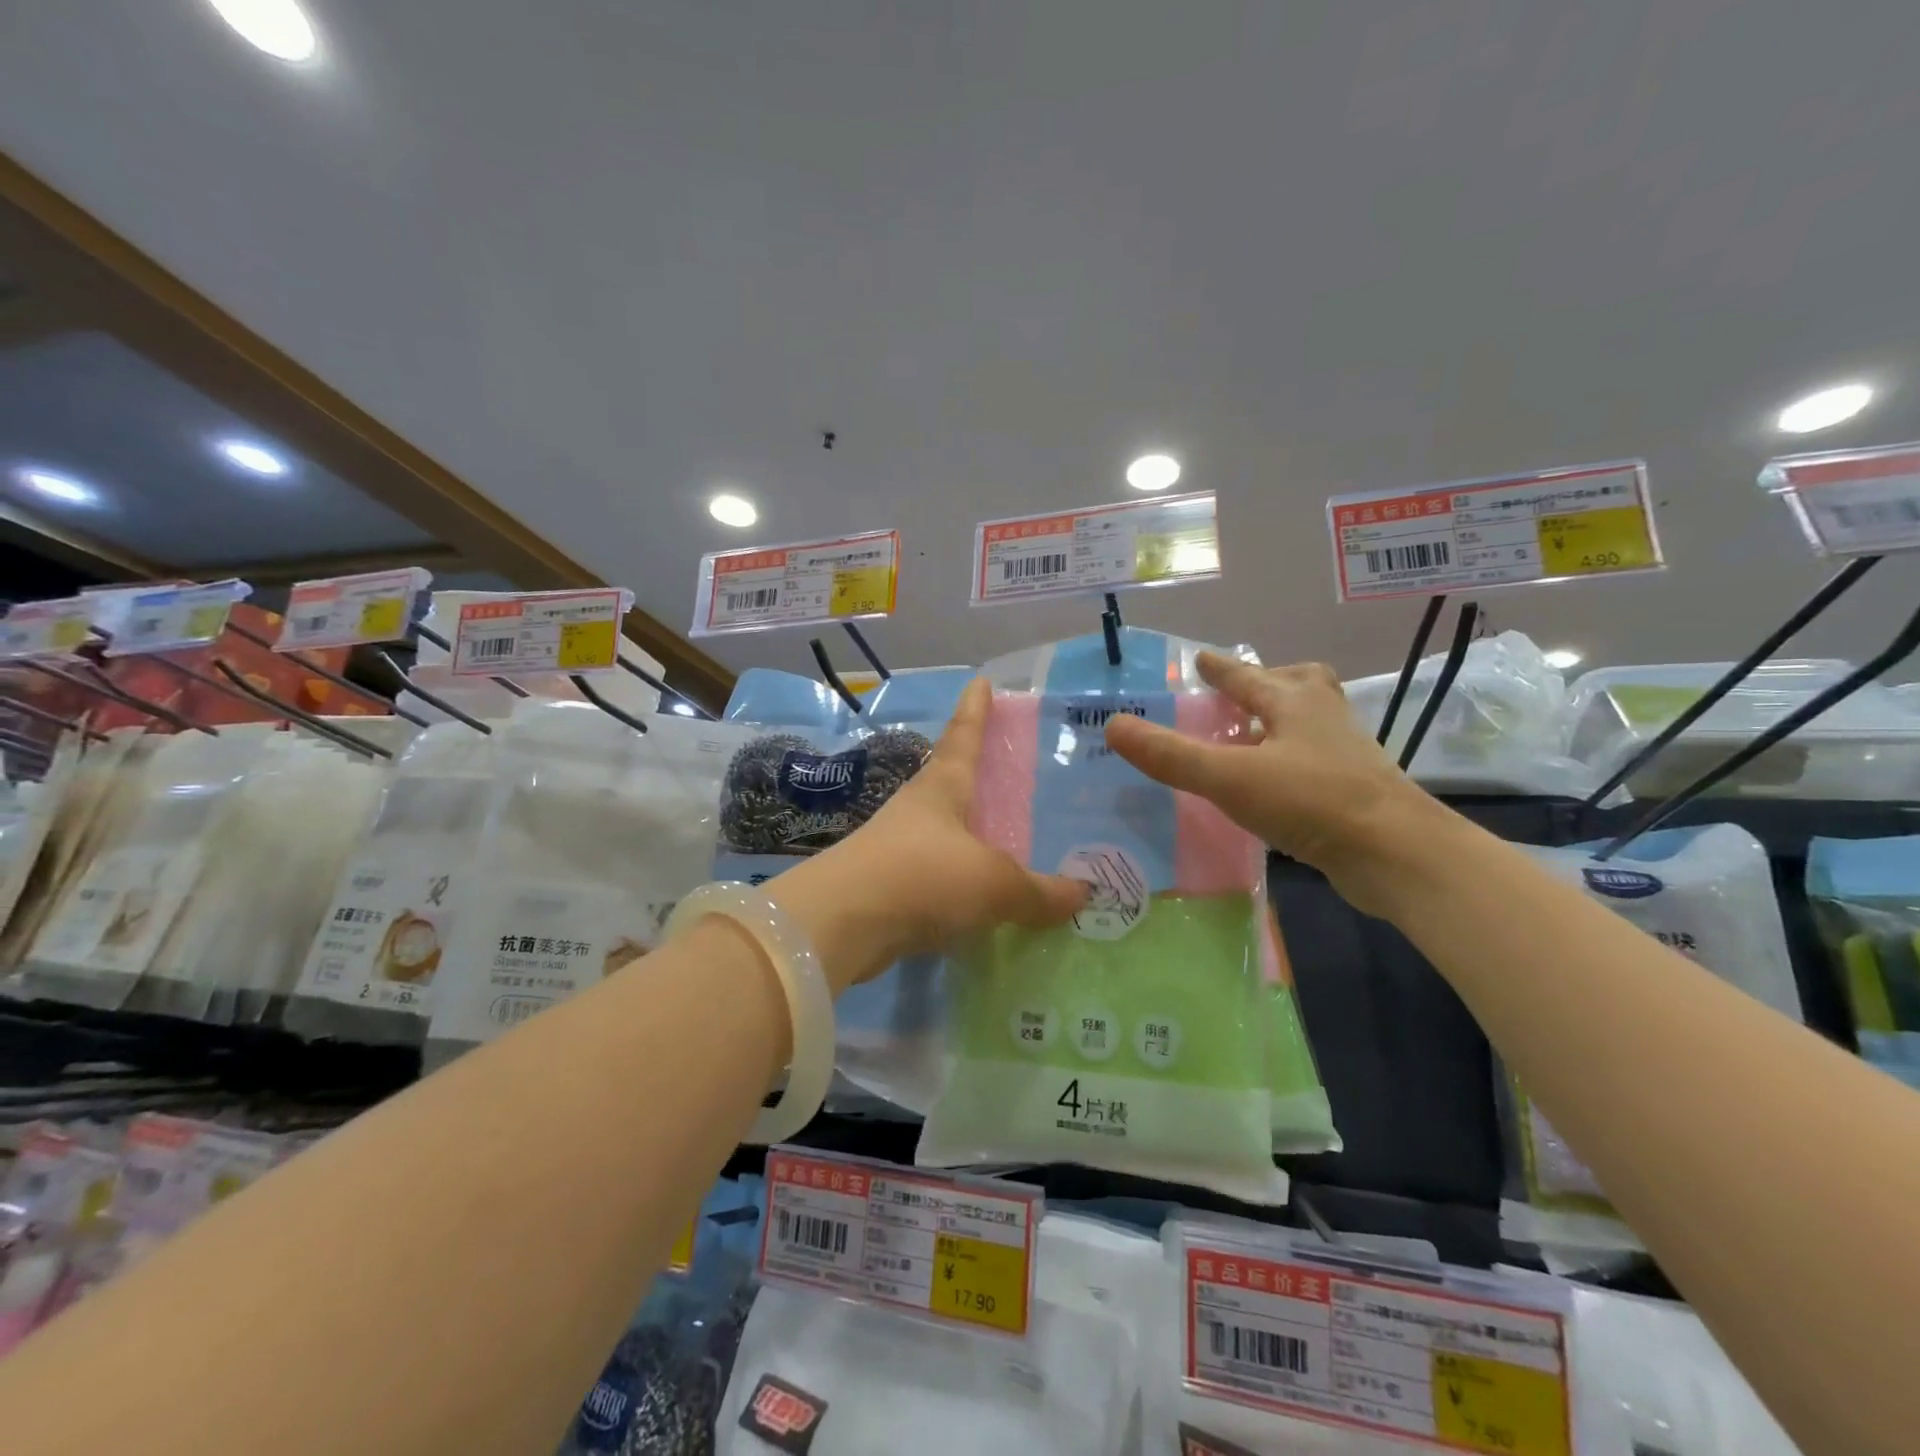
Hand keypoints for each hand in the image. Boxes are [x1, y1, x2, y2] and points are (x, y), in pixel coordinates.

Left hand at [773, 678, 1086, 990]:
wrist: (840, 925)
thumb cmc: (922, 877)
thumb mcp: (993, 883)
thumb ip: (1038, 891)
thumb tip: (1083, 894)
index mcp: (942, 788)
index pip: (963, 736)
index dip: (975, 709)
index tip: (981, 681)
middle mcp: (918, 808)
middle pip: (951, 779)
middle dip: (976, 772)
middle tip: (1007, 769)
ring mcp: (898, 845)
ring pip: (943, 829)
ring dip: (968, 829)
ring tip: (1002, 837)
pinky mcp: (887, 884)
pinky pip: (936, 872)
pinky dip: (959, 877)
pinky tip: (979, 895)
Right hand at [1103, 652, 1441, 915]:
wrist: (1396, 854)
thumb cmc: (1311, 800)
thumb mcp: (1229, 776)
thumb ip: (1171, 754)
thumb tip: (1113, 725)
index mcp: (1294, 703)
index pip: (1248, 676)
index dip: (1221, 668)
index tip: (1201, 660)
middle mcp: (1324, 719)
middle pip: (1298, 685)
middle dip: (1267, 684)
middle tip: (1239, 696)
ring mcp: (1345, 755)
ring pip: (1311, 723)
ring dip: (1281, 722)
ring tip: (1249, 740)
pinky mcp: (1354, 791)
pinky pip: (1315, 760)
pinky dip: (1290, 761)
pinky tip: (1270, 788)